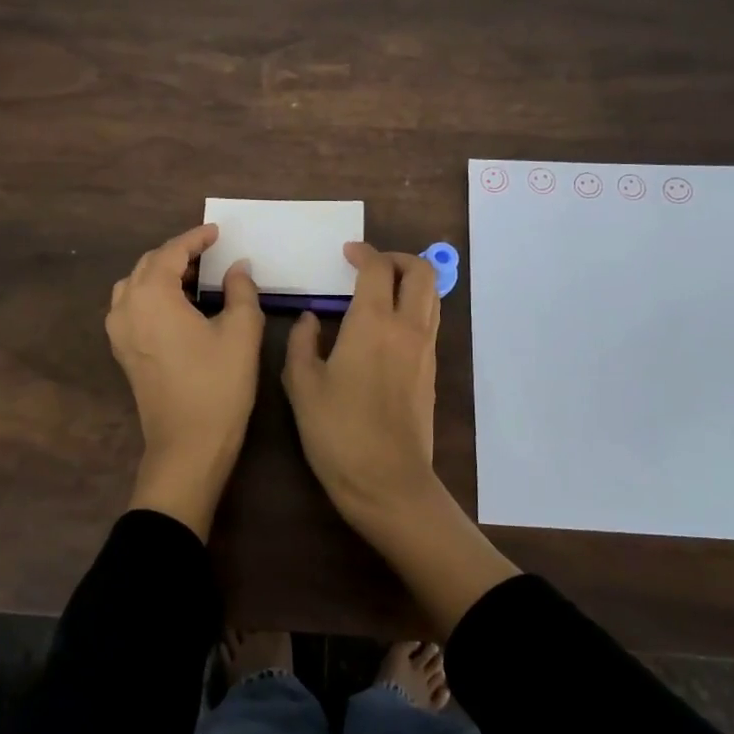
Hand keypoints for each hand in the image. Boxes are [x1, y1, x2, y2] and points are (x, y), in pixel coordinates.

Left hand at [106, 223, 262, 537]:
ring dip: (161, 273)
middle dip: (178, 253)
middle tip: (210, 252)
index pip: (171, 252)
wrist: (188, 445)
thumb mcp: (241, 331)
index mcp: (151, 295)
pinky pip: (132, 307)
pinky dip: (152, 295)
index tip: (217, 232)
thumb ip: (240, 290)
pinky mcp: (123, 352)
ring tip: (194, 276)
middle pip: (148, 265)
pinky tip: (178, 305)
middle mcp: (126, 307)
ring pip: (135, 285)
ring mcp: (119, 332)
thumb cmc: (218, 384)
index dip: (196, 238)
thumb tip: (236, 267)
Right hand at [282, 243, 442, 533]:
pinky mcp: (431, 372)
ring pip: (432, 296)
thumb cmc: (338, 432)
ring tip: (379, 291)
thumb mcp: (302, 386)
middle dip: (398, 258)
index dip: (363, 252)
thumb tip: (311, 319)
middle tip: (370, 266)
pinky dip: (413, 308)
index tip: (346, 253)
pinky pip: (429, 322)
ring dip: (410, 282)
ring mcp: (425, 350)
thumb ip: (302, 343)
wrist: (387, 482)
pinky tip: (384, 328)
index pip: (378, 268)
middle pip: (421, 272)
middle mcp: (408, 328)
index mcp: (373, 323)